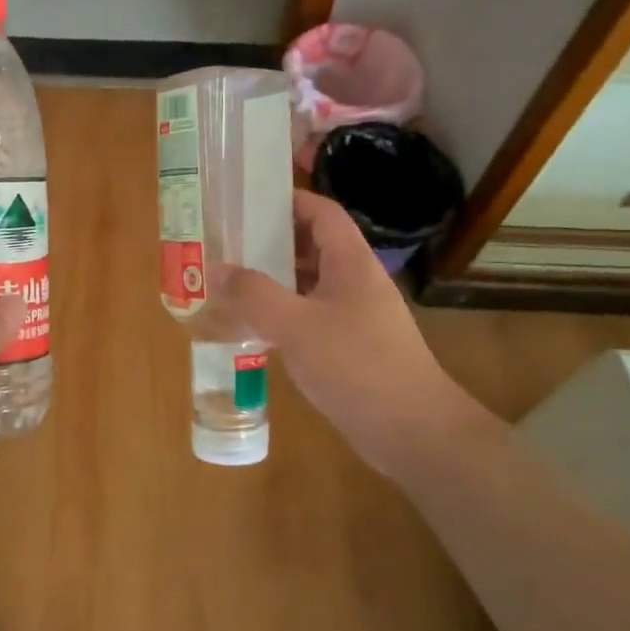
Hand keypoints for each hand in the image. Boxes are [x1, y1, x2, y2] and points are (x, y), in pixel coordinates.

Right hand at [216, 191, 495, 476]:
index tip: (248, 200)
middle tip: (230, 242)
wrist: (413, 431)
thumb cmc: (356, 366)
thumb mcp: (296, 326)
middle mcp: (356, 281)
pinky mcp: (353, 346)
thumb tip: (217, 267)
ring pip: (311, 282)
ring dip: (276, 278)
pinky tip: (257, 326)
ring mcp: (357, 315)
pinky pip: (313, 314)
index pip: (323, 212)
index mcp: (351, 263)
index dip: (290, 199)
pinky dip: (285, 311)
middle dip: (273, 240)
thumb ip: (254, 294)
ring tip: (234, 280)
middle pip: (314, 245)